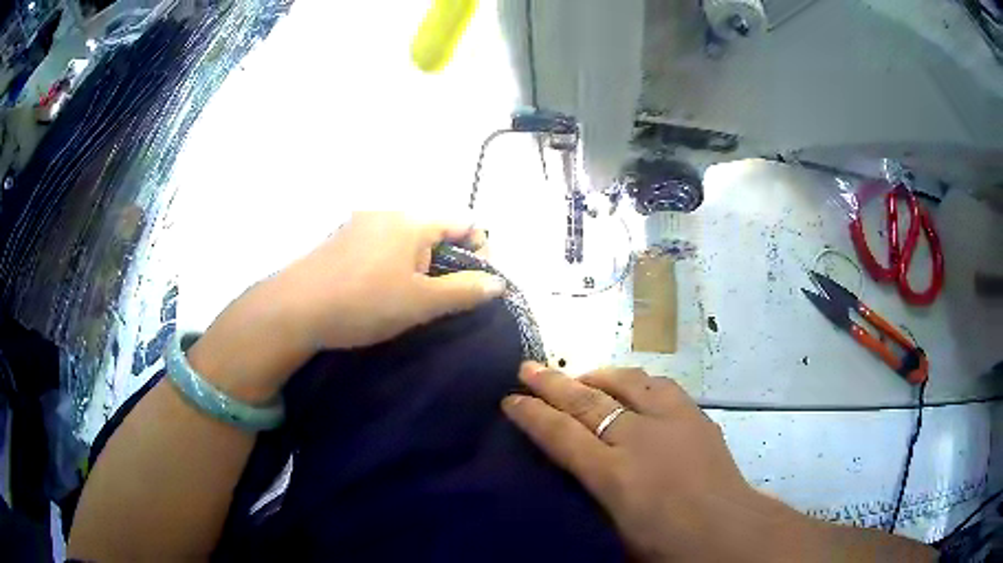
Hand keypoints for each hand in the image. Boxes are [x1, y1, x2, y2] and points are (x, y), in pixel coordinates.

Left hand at [188, 212, 502, 402]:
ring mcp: (361, 222)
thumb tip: (497, 283)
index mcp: (413, 220)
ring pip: (407, 238)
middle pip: (436, 228)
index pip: (466, 221)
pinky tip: (379, 290)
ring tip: (411, 298)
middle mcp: (388, 212)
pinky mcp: (342, 238)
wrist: (295, 308)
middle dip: (448, 260)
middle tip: (442, 297)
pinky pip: (382, 244)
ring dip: (420, 263)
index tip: (476, 283)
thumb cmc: (364, 303)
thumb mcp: (421, 302)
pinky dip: (394, 262)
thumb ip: (464, 291)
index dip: (482, 250)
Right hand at [501, 363, 802, 561]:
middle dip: (552, 384)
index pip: (562, 436)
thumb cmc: (666, 545)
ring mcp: (672, 422)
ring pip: (627, 383)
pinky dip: (637, 381)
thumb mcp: (615, 532)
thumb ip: (593, 499)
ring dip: (597, 377)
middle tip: (527, 367)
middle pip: (588, 403)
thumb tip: (576, 473)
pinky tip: (631, 383)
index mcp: (614, 476)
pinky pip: (660, 386)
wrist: (729, 532)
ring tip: (579, 374)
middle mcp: (640, 440)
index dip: (532, 416)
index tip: (510, 399)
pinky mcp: (696, 416)